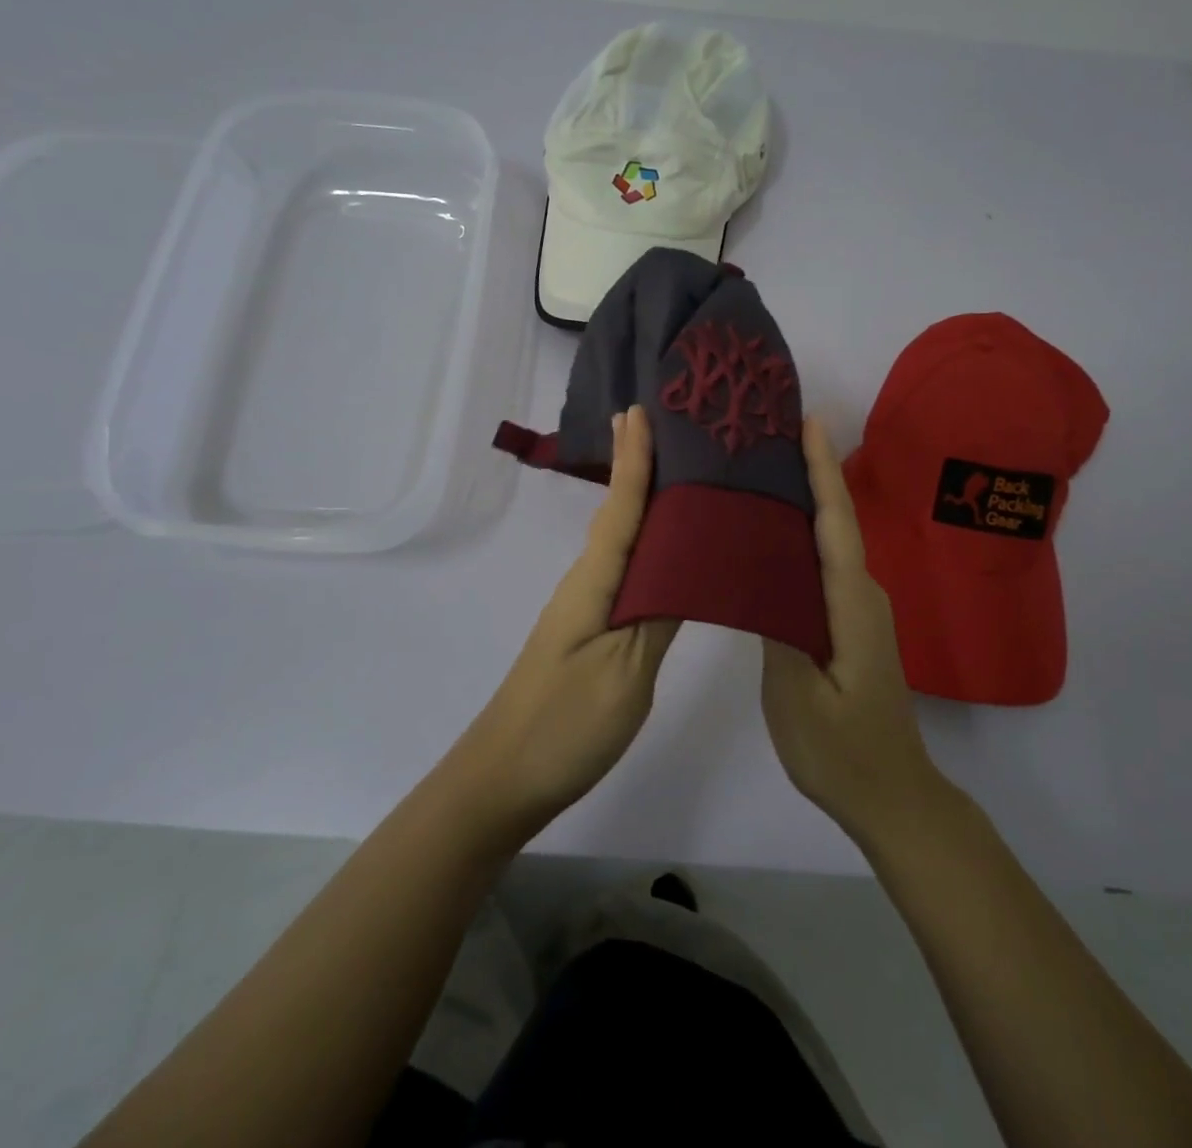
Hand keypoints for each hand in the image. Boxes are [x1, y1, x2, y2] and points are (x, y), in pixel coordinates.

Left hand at [446, 405, 679, 839]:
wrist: (504, 780)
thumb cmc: (566, 725)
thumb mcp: (626, 673)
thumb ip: (659, 614)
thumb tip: (687, 562)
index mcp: (594, 584)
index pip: (621, 509)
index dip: (633, 461)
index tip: (640, 410)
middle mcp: (586, 585)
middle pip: (619, 516)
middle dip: (639, 468)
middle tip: (668, 427)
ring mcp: (585, 610)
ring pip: (622, 544)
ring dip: (645, 505)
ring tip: (681, 475)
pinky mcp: (591, 634)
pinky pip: (624, 575)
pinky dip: (645, 549)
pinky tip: (666, 553)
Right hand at [762, 418, 946, 846]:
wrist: (890, 795)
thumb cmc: (841, 750)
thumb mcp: (797, 696)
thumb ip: (778, 628)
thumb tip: (759, 572)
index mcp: (851, 603)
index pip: (836, 522)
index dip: (823, 470)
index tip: (809, 422)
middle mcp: (862, 595)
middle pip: (835, 521)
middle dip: (810, 473)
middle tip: (769, 436)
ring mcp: (859, 610)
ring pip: (830, 543)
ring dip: (806, 503)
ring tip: (764, 472)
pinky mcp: (850, 624)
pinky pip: (825, 567)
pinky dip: (803, 539)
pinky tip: (772, 537)